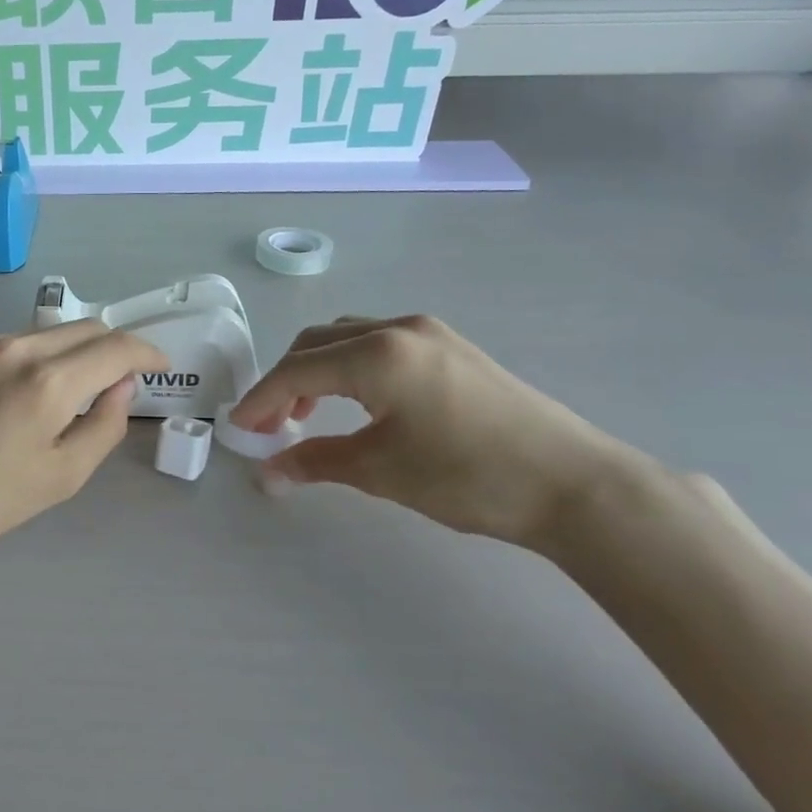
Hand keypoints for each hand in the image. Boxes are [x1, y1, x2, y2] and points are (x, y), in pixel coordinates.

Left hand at [0, 322, 167, 564]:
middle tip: (115, 378)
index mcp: (48, 381)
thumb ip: (104, 425)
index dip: (146, 352)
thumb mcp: (60, 477)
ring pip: (38, 336)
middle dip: (110, 348)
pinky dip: (17, 362)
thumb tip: (121, 386)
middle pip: (82, 329)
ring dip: (61, 356)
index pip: (116, 347)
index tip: (157, 365)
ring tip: (48, 398)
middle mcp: (12, 346)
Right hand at [231, 315, 641, 549]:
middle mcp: (398, 328)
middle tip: (270, 426)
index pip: (296, 371)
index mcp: (376, 354)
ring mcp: (429, 332)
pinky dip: (348, 367)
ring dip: (315, 370)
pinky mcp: (450, 346)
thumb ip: (316, 462)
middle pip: (316, 343)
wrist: (573, 483)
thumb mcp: (381, 471)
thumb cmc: (468, 476)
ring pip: (347, 338)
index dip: (260, 400)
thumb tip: (267, 472)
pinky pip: (378, 343)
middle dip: (283, 382)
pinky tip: (355, 402)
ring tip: (306, 415)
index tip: (238, 428)